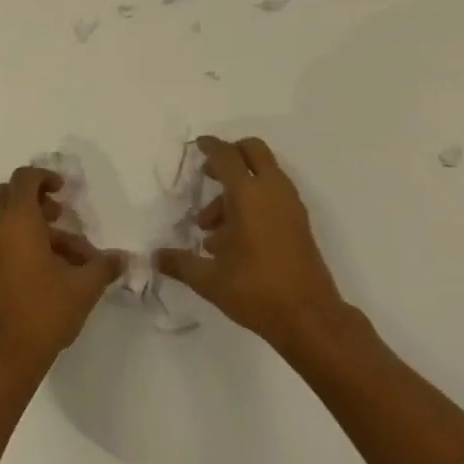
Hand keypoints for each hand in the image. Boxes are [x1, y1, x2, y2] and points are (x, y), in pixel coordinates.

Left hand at [0, 166, 123, 374]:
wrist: (4, 358)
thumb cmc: (44, 311)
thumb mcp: (84, 286)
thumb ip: (105, 265)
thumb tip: (126, 259)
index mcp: (17, 220)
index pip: (24, 178)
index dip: (45, 176)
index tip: (65, 190)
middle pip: (9, 194)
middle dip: (35, 198)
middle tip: (61, 214)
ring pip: (6, 219)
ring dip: (35, 224)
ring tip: (69, 252)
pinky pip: (2, 239)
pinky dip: (23, 240)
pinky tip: (52, 268)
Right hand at [156, 136, 348, 352]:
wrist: (309, 317)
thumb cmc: (256, 291)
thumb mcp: (210, 280)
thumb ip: (180, 263)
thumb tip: (154, 257)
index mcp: (248, 194)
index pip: (226, 156)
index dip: (210, 147)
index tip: (197, 146)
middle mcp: (272, 190)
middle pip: (252, 151)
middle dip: (229, 156)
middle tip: (209, 176)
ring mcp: (290, 204)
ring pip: (263, 175)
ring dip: (238, 187)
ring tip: (212, 230)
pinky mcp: (299, 221)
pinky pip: (273, 194)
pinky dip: (254, 200)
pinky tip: (234, 239)